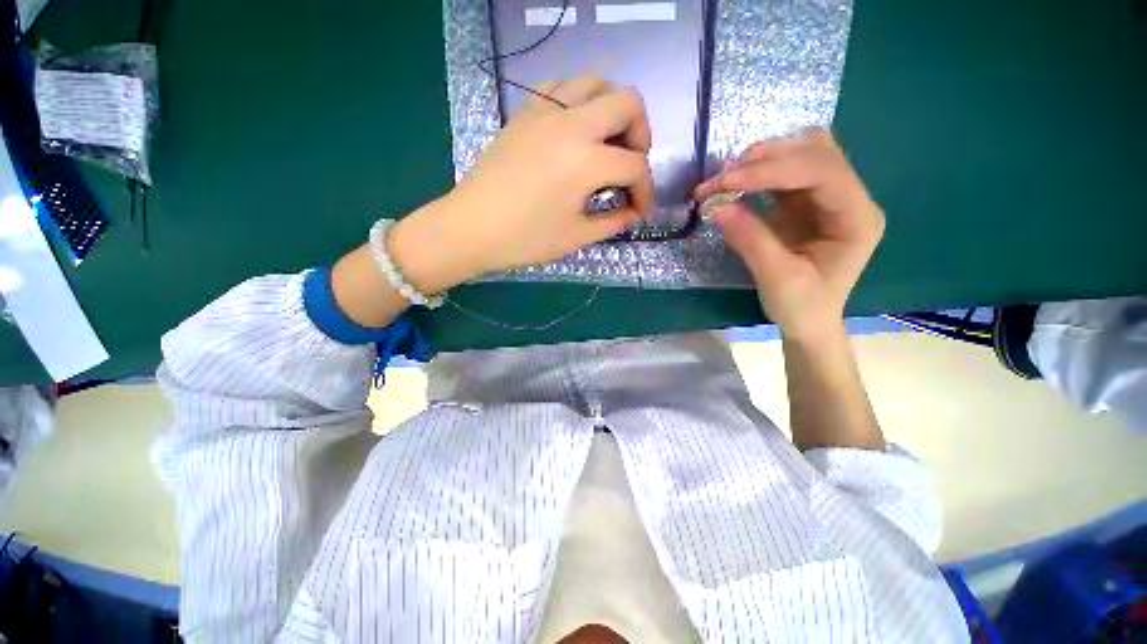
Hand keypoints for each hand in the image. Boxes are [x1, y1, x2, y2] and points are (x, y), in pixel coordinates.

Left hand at [389, 76, 652, 291]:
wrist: (471, 227)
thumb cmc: (524, 239)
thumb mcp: (575, 237)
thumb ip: (612, 222)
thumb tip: (633, 214)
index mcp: (586, 161)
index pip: (635, 166)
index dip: (646, 191)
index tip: (639, 210)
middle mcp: (571, 124)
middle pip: (628, 102)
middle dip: (640, 135)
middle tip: (630, 164)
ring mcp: (544, 112)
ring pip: (595, 83)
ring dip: (612, 111)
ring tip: (605, 144)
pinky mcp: (524, 113)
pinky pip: (562, 88)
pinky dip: (579, 103)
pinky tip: (574, 133)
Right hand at [695, 130, 884, 339]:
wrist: (808, 322)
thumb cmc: (801, 307)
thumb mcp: (777, 278)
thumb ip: (750, 239)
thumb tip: (715, 207)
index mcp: (857, 218)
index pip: (822, 172)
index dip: (773, 169)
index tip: (727, 181)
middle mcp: (849, 198)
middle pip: (815, 153)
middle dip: (765, 161)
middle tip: (720, 180)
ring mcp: (827, 198)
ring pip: (801, 154)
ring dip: (762, 160)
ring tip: (725, 178)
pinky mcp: (806, 202)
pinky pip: (785, 172)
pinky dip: (758, 172)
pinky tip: (736, 182)